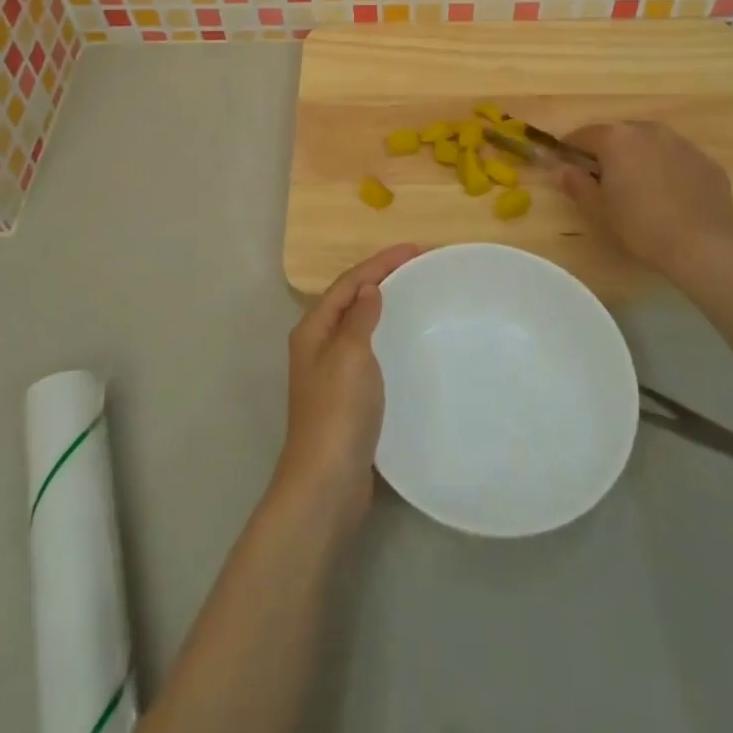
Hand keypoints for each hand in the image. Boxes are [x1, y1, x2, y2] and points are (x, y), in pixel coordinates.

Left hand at [273, 244, 420, 525]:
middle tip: (419, 268)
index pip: (348, 283)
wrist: (327, 483)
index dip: (380, 262)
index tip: (415, 249)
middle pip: (351, 300)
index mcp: (313, 330)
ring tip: (416, 296)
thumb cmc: (338, 412)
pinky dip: (386, 337)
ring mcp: (330, 374)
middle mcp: (317, 346)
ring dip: (384, 307)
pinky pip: (368, 352)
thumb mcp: (349, 354)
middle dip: (382, 279)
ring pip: (359, 326)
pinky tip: (406, 344)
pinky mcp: (346, 398)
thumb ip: (359, 317)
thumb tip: (369, 288)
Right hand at [561, 121, 732, 284]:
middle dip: (608, 152)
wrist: (703, 246)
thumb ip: (575, 183)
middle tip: (603, 180)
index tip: (566, 165)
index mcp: (617, 138)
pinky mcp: (707, 162)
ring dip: (640, 158)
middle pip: (619, 135)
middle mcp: (649, 131)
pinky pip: (678, 159)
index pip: (583, 135)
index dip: (571, 149)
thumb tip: (559, 168)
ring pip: (651, 144)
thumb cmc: (640, 226)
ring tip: (639, 188)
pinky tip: (670, 197)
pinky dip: (668, 170)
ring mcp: (683, 144)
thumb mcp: (597, 209)